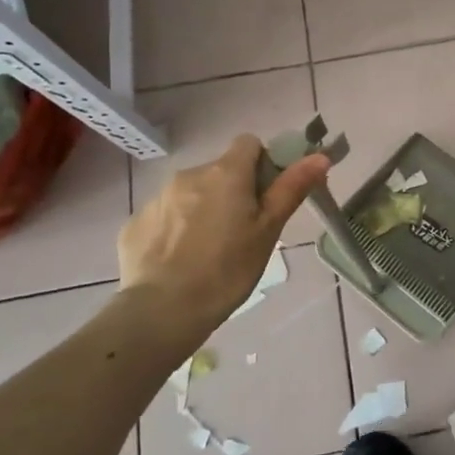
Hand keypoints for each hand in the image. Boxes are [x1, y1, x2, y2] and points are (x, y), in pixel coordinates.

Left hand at [118, 135, 328, 330]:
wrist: (162, 310)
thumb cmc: (228, 269)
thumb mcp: (268, 230)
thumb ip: (292, 188)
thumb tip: (319, 156)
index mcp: (226, 173)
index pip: (249, 144)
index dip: (263, 164)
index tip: (267, 196)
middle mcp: (189, 175)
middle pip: (220, 171)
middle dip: (233, 191)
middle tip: (243, 231)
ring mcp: (158, 198)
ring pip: (191, 193)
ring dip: (204, 209)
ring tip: (210, 250)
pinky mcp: (134, 224)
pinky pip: (165, 216)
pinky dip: (176, 229)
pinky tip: (180, 261)